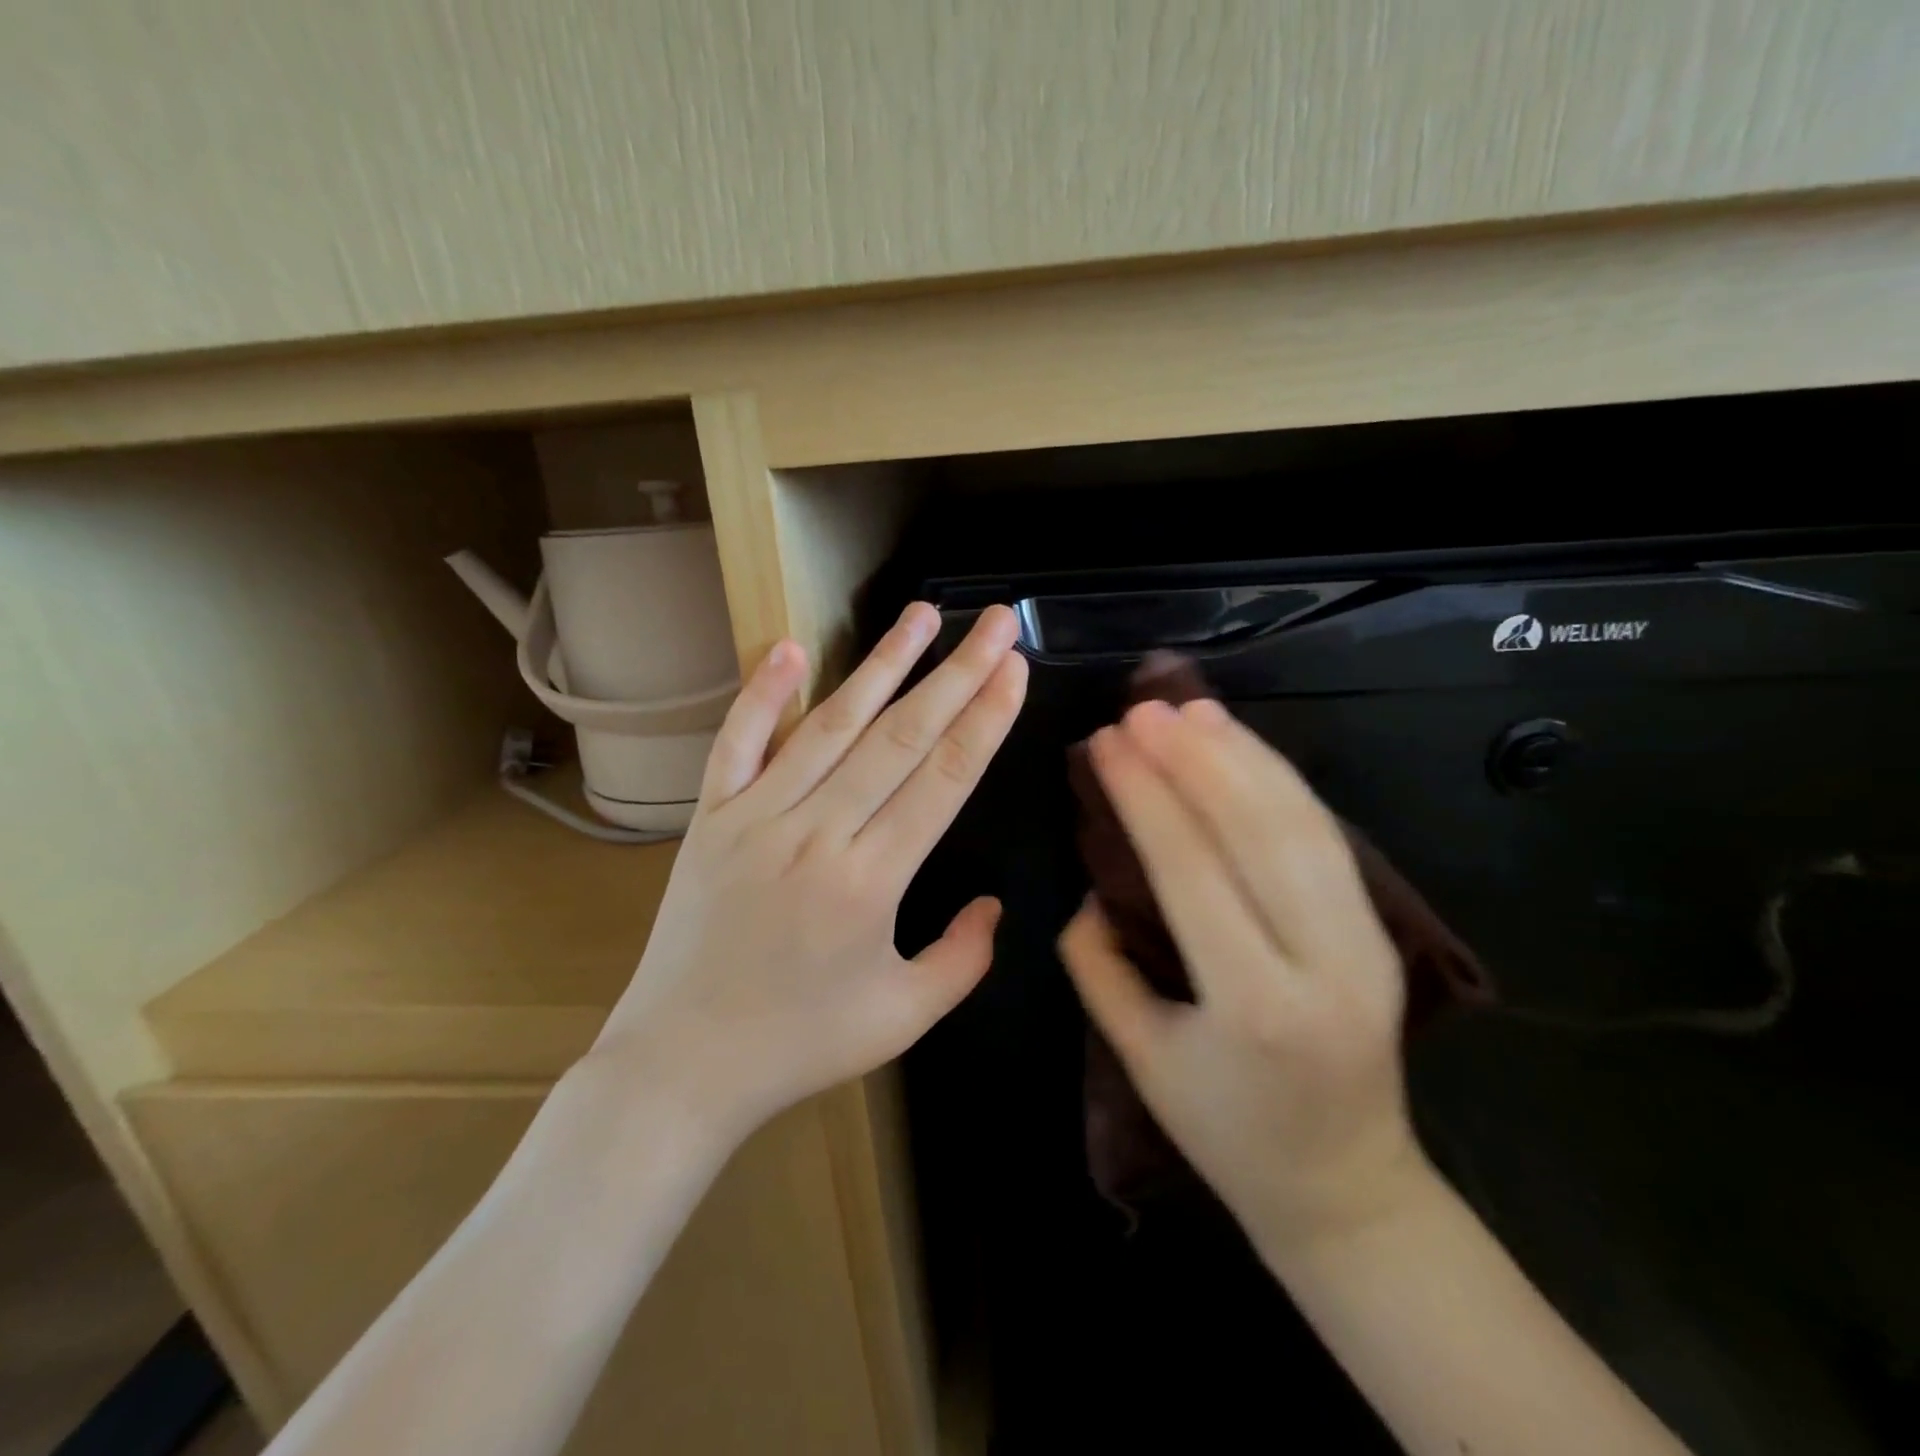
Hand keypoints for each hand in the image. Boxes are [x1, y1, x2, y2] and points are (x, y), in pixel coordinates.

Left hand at [589, 603, 1026, 1143]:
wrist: (682, 1065)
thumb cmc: (800, 1044)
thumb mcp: (903, 1018)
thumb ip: (963, 958)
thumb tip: (993, 903)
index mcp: (872, 881)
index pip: (944, 779)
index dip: (985, 718)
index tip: (1014, 668)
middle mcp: (817, 833)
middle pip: (901, 738)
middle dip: (956, 673)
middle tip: (993, 623)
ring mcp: (756, 817)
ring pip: (830, 725)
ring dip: (881, 665)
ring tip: (921, 615)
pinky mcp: (711, 818)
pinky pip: (738, 743)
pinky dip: (762, 694)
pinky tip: (792, 648)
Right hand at [1059, 696, 1429, 1255]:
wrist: (1344, 1186)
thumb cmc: (1225, 1131)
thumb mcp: (1138, 1055)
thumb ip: (1097, 963)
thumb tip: (1090, 886)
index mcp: (1254, 1005)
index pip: (1193, 871)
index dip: (1145, 797)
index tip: (1105, 743)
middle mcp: (1324, 963)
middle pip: (1258, 832)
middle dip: (1195, 759)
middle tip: (1143, 710)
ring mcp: (1367, 942)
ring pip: (1302, 823)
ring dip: (1243, 755)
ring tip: (1190, 708)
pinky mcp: (1381, 929)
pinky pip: (1325, 837)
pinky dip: (1281, 781)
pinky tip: (1242, 746)